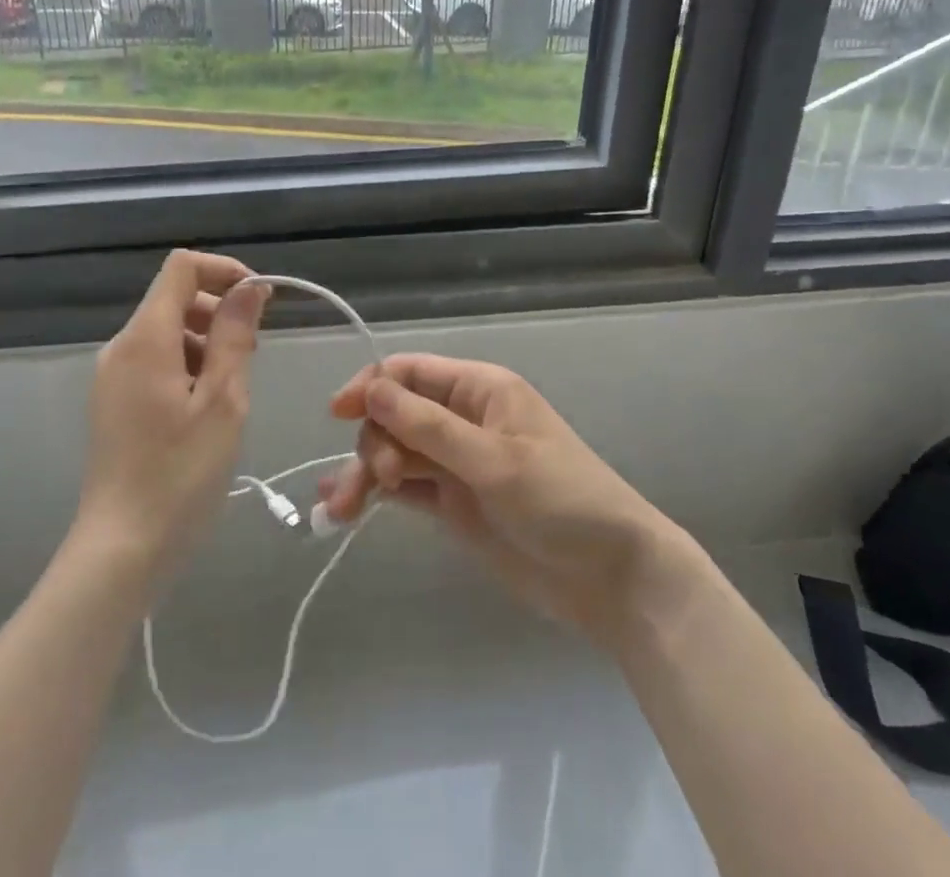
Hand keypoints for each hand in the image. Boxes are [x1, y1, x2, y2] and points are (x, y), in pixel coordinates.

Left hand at [72, 251, 268, 581]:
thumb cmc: (181, 474)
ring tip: (231, 391)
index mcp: (145, 338)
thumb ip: (236, 335)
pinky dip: (188, 365)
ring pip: (168, 331)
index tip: (260, 301)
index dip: (224, 271)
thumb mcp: (223, 401)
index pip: (182, 267)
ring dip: (207, 342)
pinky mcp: (114, 401)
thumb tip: (250, 287)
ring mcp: (113, 375)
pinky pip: (156, 360)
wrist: (122, 550)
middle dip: (220, 311)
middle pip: (175, 298)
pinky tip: (206, 409)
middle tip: (251, 355)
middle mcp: (122, 347)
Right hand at [322, 354, 710, 649]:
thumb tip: (372, 389)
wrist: (611, 577)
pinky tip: (343, 507)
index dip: (372, 386)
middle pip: (396, 414)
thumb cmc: (561, 500)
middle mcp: (463, 418)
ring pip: (395, 451)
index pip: (412, 372)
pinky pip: (404, 487)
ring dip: (365, 471)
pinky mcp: (453, 503)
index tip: (338, 412)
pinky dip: (375, 493)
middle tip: (378, 480)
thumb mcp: (494, 460)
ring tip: (342, 509)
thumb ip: (429, 427)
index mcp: (480, 390)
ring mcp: (457, 462)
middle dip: (374, 440)